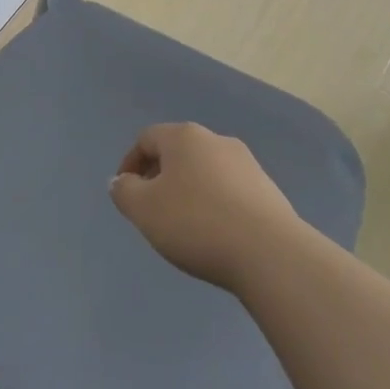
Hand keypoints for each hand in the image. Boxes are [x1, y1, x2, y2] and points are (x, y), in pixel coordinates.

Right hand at [109, 122, 303, 293]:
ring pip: (204, 170)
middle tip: (151, 210)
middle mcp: (215, 140)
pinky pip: (228, 190)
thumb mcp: (145, 210)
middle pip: (177, 152)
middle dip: (160, 176)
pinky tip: (215, 233)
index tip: (126, 193)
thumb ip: (124, 192)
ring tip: (183, 226)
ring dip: (188, 190)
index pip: (147, 138)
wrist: (268, 251)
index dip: (130, 163)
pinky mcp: (267, 189)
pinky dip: (214, 204)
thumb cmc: (196, 223)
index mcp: (184, 136)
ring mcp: (246, 163)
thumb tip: (121, 181)